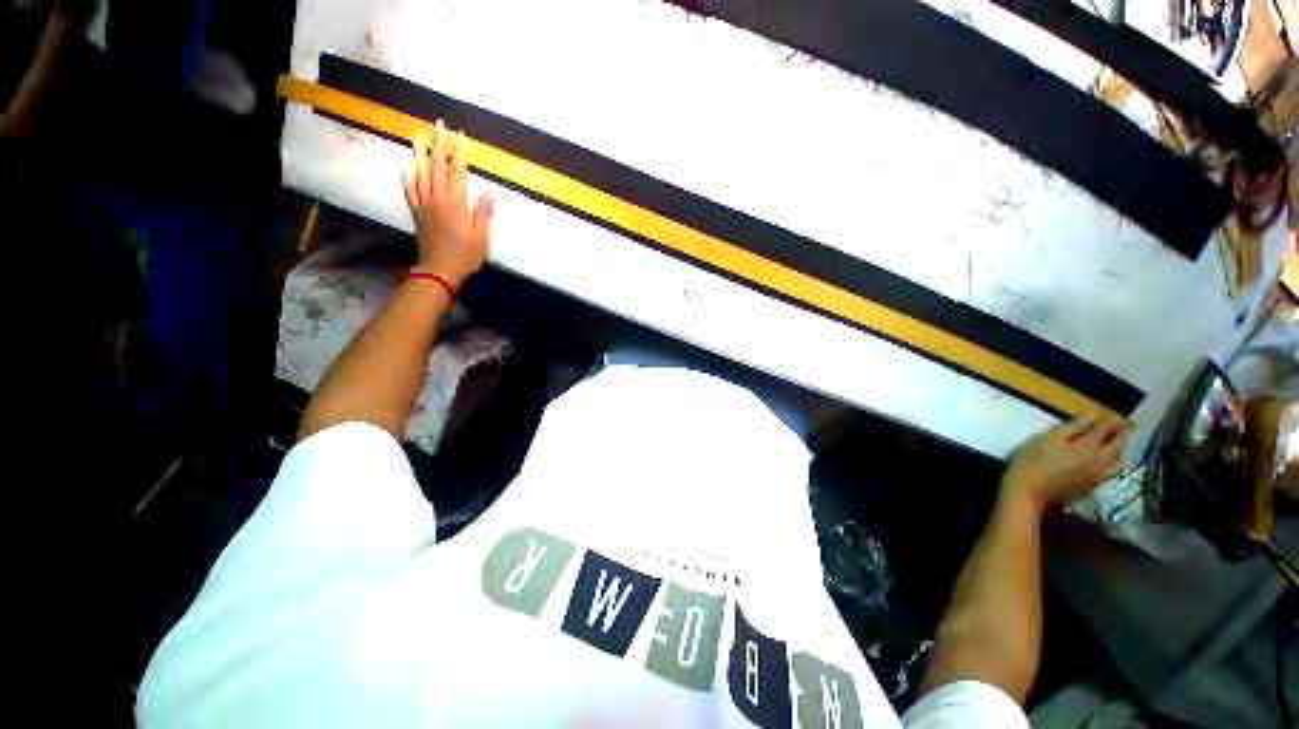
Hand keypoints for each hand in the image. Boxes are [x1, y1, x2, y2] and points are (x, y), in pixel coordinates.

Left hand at [403, 120, 495, 288]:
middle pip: (437, 167)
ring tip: (417, 135)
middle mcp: (438, 199)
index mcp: (456, 204)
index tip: (459, 134)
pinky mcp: (417, 214)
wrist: (439, 270)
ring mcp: (424, 205)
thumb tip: (490, 193)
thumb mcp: (481, 238)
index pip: (458, 172)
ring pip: (420, 174)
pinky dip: (408, 177)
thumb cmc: (464, 256)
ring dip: (419, 153)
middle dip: (439, 144)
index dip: (459, 152)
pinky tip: (407, 167)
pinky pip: (410, 191)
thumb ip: (483, 213)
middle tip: (438, 124)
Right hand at [1001, 411, 1132, 510]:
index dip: (1112, 420)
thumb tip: (1094, 413)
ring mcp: (1099, 475)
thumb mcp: (1049, 438)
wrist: (1030, 490)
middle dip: (1123, 433)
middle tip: (1128, 424)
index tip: (1116, 413)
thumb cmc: (1034, 459)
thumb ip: (1074, 427)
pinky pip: (1110, 471)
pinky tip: (1108, 461)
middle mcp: (1101, 460)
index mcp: (1089, 446)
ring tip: (1120, 443)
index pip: (1106, 429)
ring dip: (1121, 449)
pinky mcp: (1093, 486)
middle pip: (1118, 444)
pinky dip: (1113, 462)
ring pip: (1118, 460)